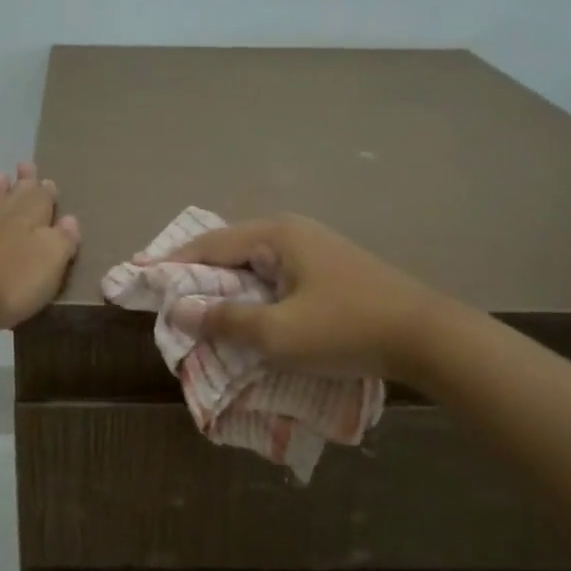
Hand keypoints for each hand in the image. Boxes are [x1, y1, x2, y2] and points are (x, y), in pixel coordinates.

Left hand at [0, 162, 80, 332]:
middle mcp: (2, 223)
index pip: (41, 202)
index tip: (48, 180)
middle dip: (22, 184)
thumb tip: (70, 219)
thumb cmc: (12, 280)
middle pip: (15, 199)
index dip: (46, 193)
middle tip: (24, 165)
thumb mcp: (51, 260)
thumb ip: (63, 240)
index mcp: (30, 222)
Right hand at [165, 213, 432, 378]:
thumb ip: (225, 320)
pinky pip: (277, 277)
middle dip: (199, 275)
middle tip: (169, 298)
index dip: (173, 262)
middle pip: (231, 250)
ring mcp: (315, 249)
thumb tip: (178, 310)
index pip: (209, 244)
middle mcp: (293, 232)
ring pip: (255, 265)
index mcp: (276, 235)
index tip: (141, 276)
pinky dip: (254, 294)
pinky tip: (250, 315)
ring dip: (228, 287)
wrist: (429, 338)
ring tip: (202, 309)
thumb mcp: (278, 333)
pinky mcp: (331, 270)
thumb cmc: (346, 329)